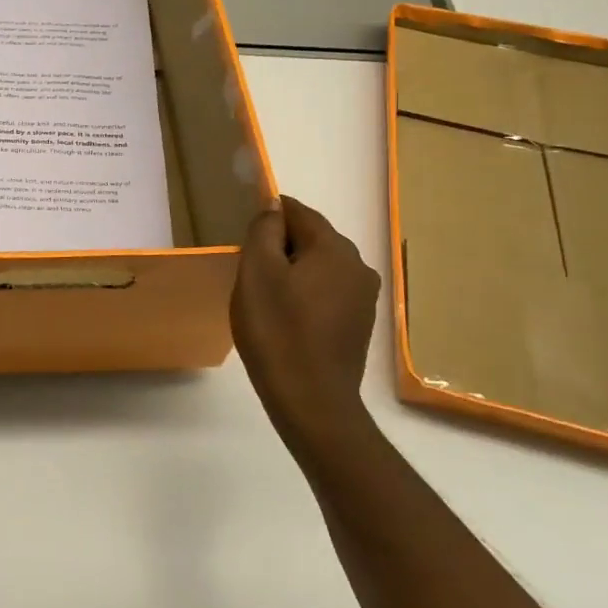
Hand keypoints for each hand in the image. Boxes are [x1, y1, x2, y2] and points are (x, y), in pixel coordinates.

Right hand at [231, 196, 382, 446]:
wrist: (311, 401)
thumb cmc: (276, 331)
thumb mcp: (257, 272)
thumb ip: (264, 231)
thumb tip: (274, 207)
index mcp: (334, 248)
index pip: (298, 212)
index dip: (269, 216)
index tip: (244, 237)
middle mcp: (358, 266)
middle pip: (312, 239)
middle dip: (280, 246)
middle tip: (249, 271)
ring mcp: (363, 297)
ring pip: (320, 267)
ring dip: (292, 272)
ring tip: (264, 297)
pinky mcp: (359, 324)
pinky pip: (327, 293)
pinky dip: (305, 295)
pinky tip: (285, 318)